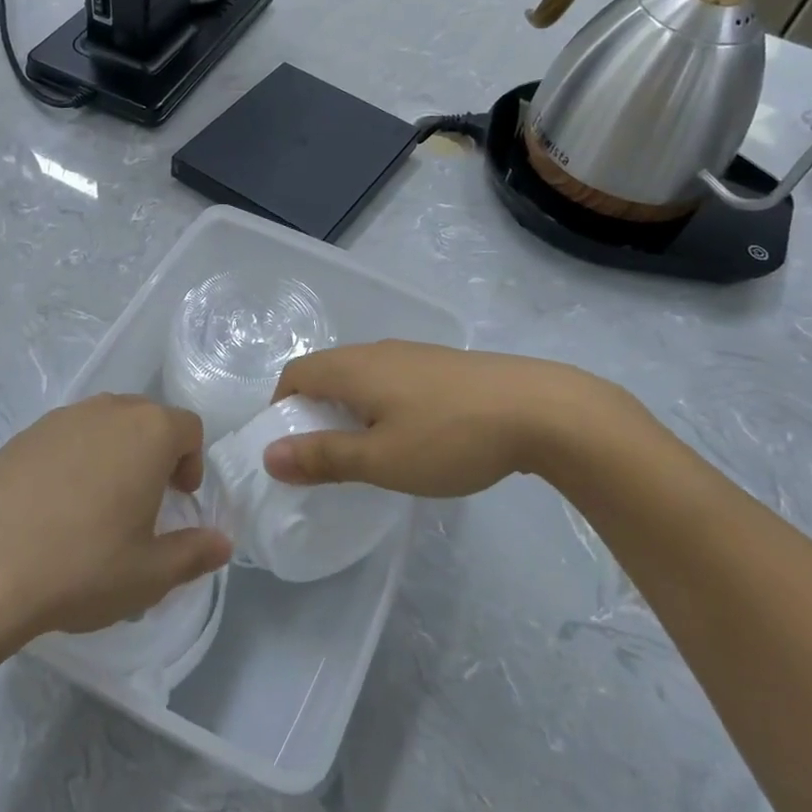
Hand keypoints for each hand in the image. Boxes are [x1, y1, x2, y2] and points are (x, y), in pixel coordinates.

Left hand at [0, 395, 231, 641]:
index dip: (192, 462)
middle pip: (146, 418)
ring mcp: (60, 419)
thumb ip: (194, 553)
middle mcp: (108, 411)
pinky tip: (53, 507)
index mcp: (149, 432)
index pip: (189, 428)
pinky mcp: (22, 435)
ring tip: (97, 505)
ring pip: (103, 424)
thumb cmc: (83, 566)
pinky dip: (73, 459)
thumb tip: (223, 543)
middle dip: (154, 453)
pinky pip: (65, 437)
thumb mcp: (150, 573)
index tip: (179, 499)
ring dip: (114, 453)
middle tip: (144, 501)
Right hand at [265, 342, 648, 497]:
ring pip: (363, 377)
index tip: (288, 448)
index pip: (296, 374)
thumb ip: (324, 457)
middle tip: (324, 457)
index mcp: (354, 368)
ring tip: (367, 452)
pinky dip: (382, 406)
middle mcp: (378, 352)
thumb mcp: (381, 459)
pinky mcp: (444, 366)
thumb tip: (269, 456)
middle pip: (327, 372)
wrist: (541, 410)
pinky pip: (394, 381)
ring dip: (350, 410)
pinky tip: (412, 438)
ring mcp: (415, 355)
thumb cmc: (450, 437)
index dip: (281, 408)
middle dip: (314, 412)